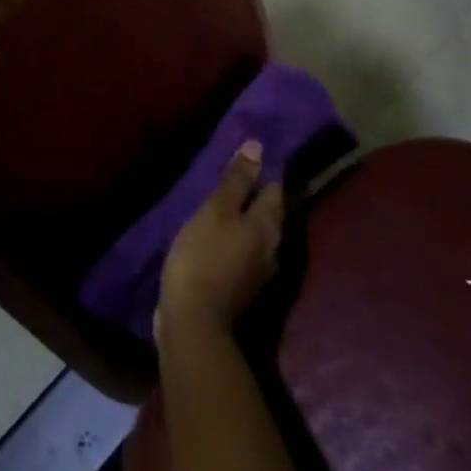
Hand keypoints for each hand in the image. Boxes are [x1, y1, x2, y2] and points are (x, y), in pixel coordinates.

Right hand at [158, 142, 284, 344]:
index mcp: (269, 226)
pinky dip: (235, 235)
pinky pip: (244, 250)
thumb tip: (257, 147)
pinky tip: (218, 231)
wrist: (194, 322)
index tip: (253, 152)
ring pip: (257, 232)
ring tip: (225, 199)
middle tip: (237, 171)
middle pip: (270, 212)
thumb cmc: (204, 256)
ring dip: (245, 215)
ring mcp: (259, 271)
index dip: (266, 168)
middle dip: (257, 192)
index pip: (276, 188)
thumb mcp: (216, 211)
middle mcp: (273, 248)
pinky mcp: (242, 286)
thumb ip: (237, 181)